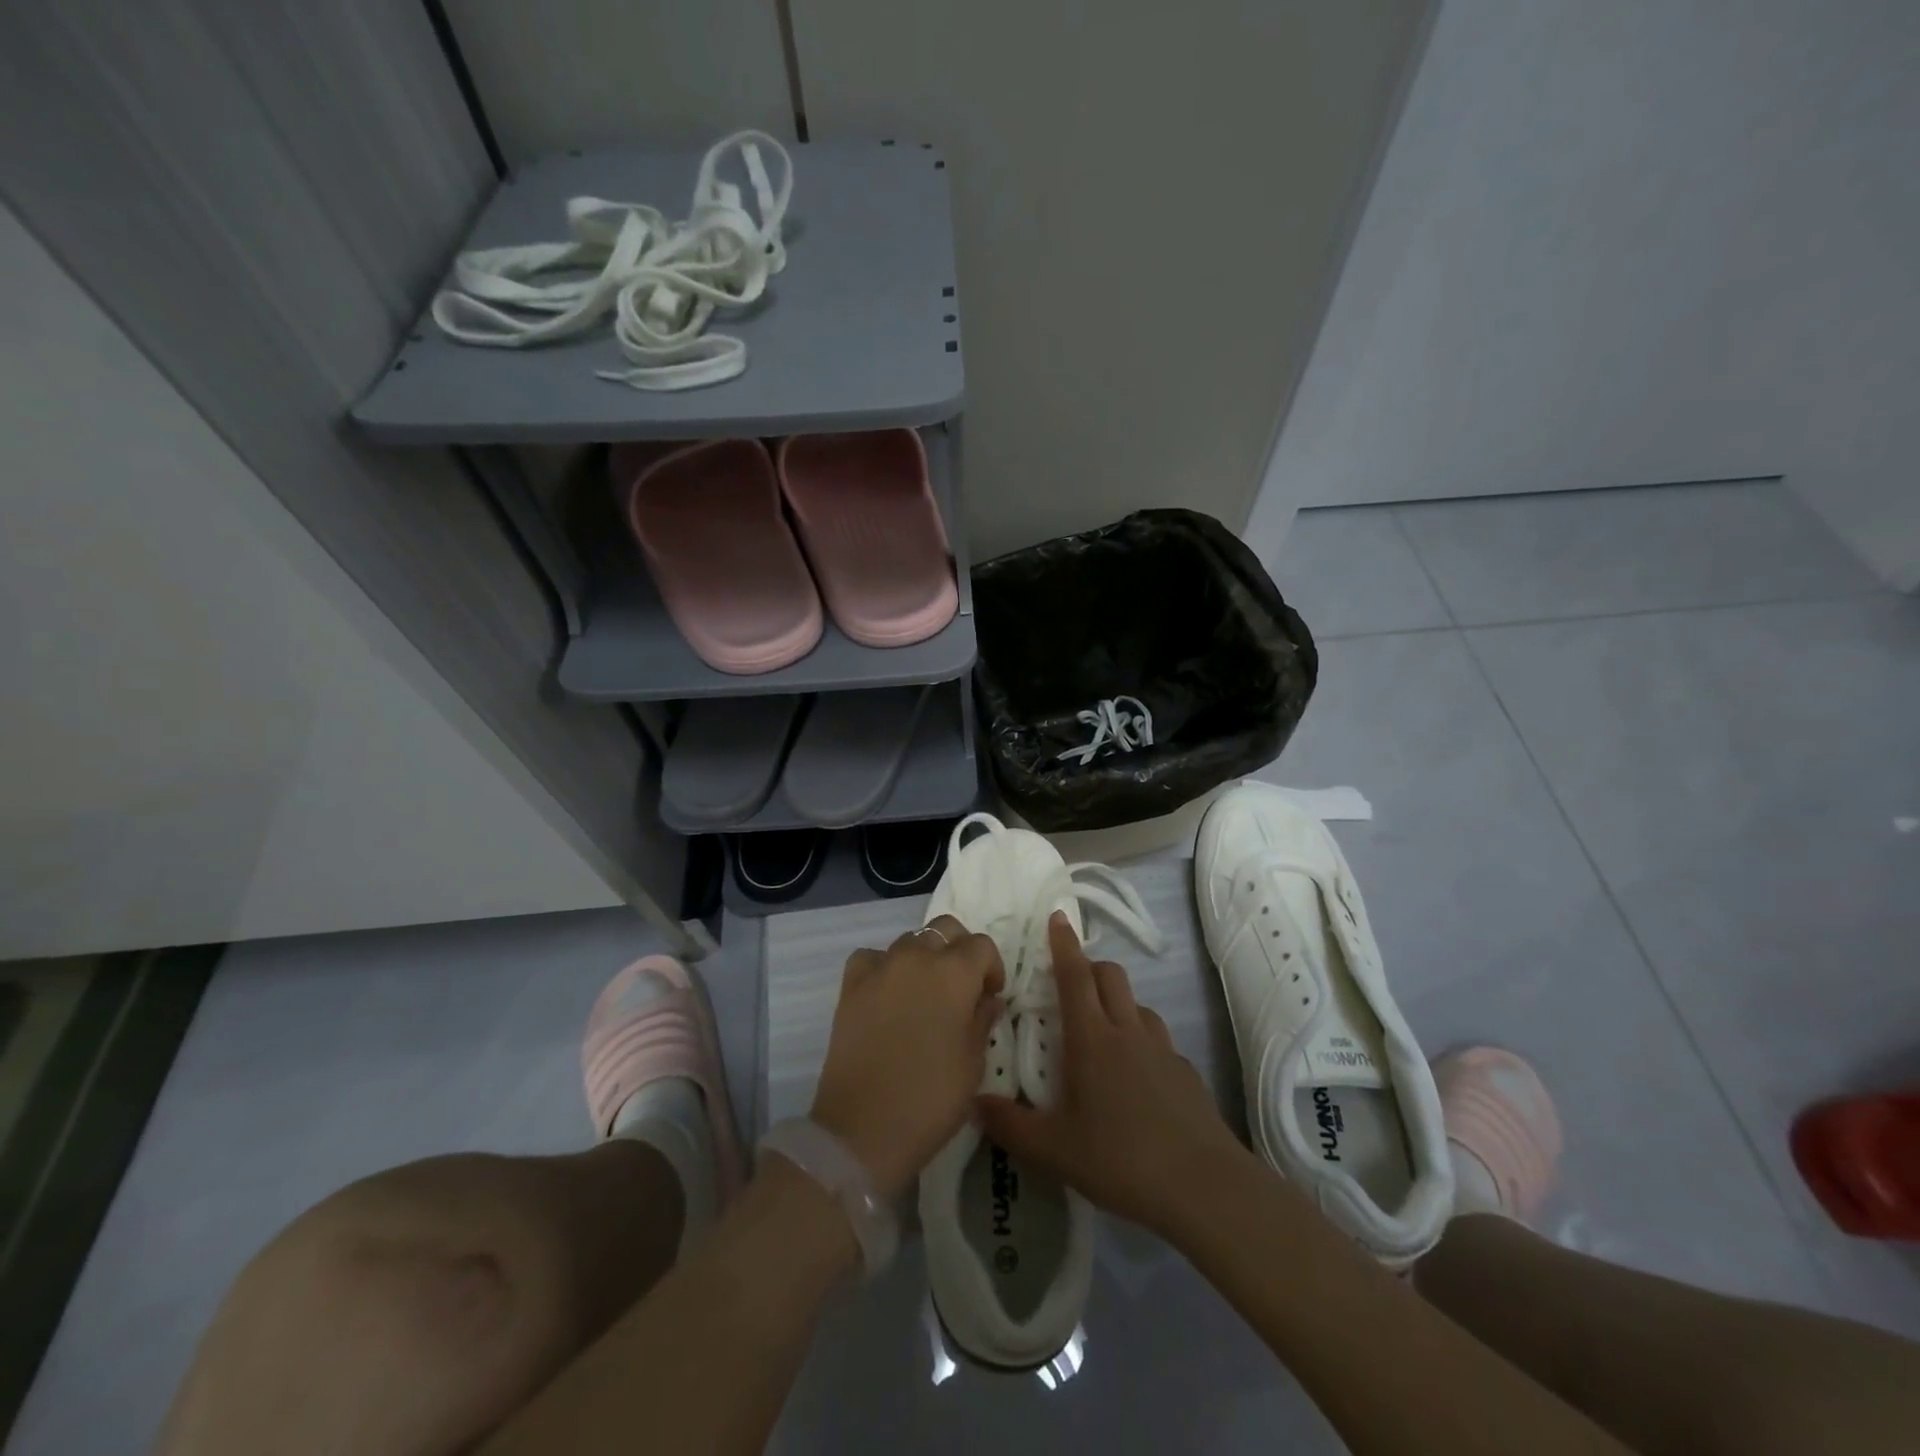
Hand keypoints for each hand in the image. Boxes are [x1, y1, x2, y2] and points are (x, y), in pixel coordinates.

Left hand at [810, 916, 1003, 1199]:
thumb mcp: (973, 1063)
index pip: (982, 946)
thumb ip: (982, 1020)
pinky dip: (884, 967)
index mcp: (954, 973)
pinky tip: (887, 994)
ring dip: (923, 958)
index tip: (990, 996)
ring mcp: (880, 968)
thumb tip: (986, 1000)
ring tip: (924, 994)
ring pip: (909, 940)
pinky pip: (872, 958)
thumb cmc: (931, 1098)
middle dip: (959, 950)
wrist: (863, 1128)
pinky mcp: (850, 986)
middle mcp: (917, 957)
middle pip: (944, 930)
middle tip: (961, 987)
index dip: (992, 968)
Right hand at [976, 912, 1251, 1237]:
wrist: (1203, 1186)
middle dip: (1090, 967)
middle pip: (1111, 976)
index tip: (1058, 917)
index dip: (1064, 945)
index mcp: (1092, 1039)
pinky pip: (1158, 1040)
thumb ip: (1010, 1126)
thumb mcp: (1054, 1150)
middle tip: (1072, 983)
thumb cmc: (1120, 1159)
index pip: (1075, 976)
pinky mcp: (1185, 1072)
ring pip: (1138, 1005)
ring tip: (1102, 1033)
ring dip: (1118, 1003)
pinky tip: (1136, 1078)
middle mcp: (1127, 1032)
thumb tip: (975, 1103)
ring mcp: (1162, 1049)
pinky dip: (1141, 1040)